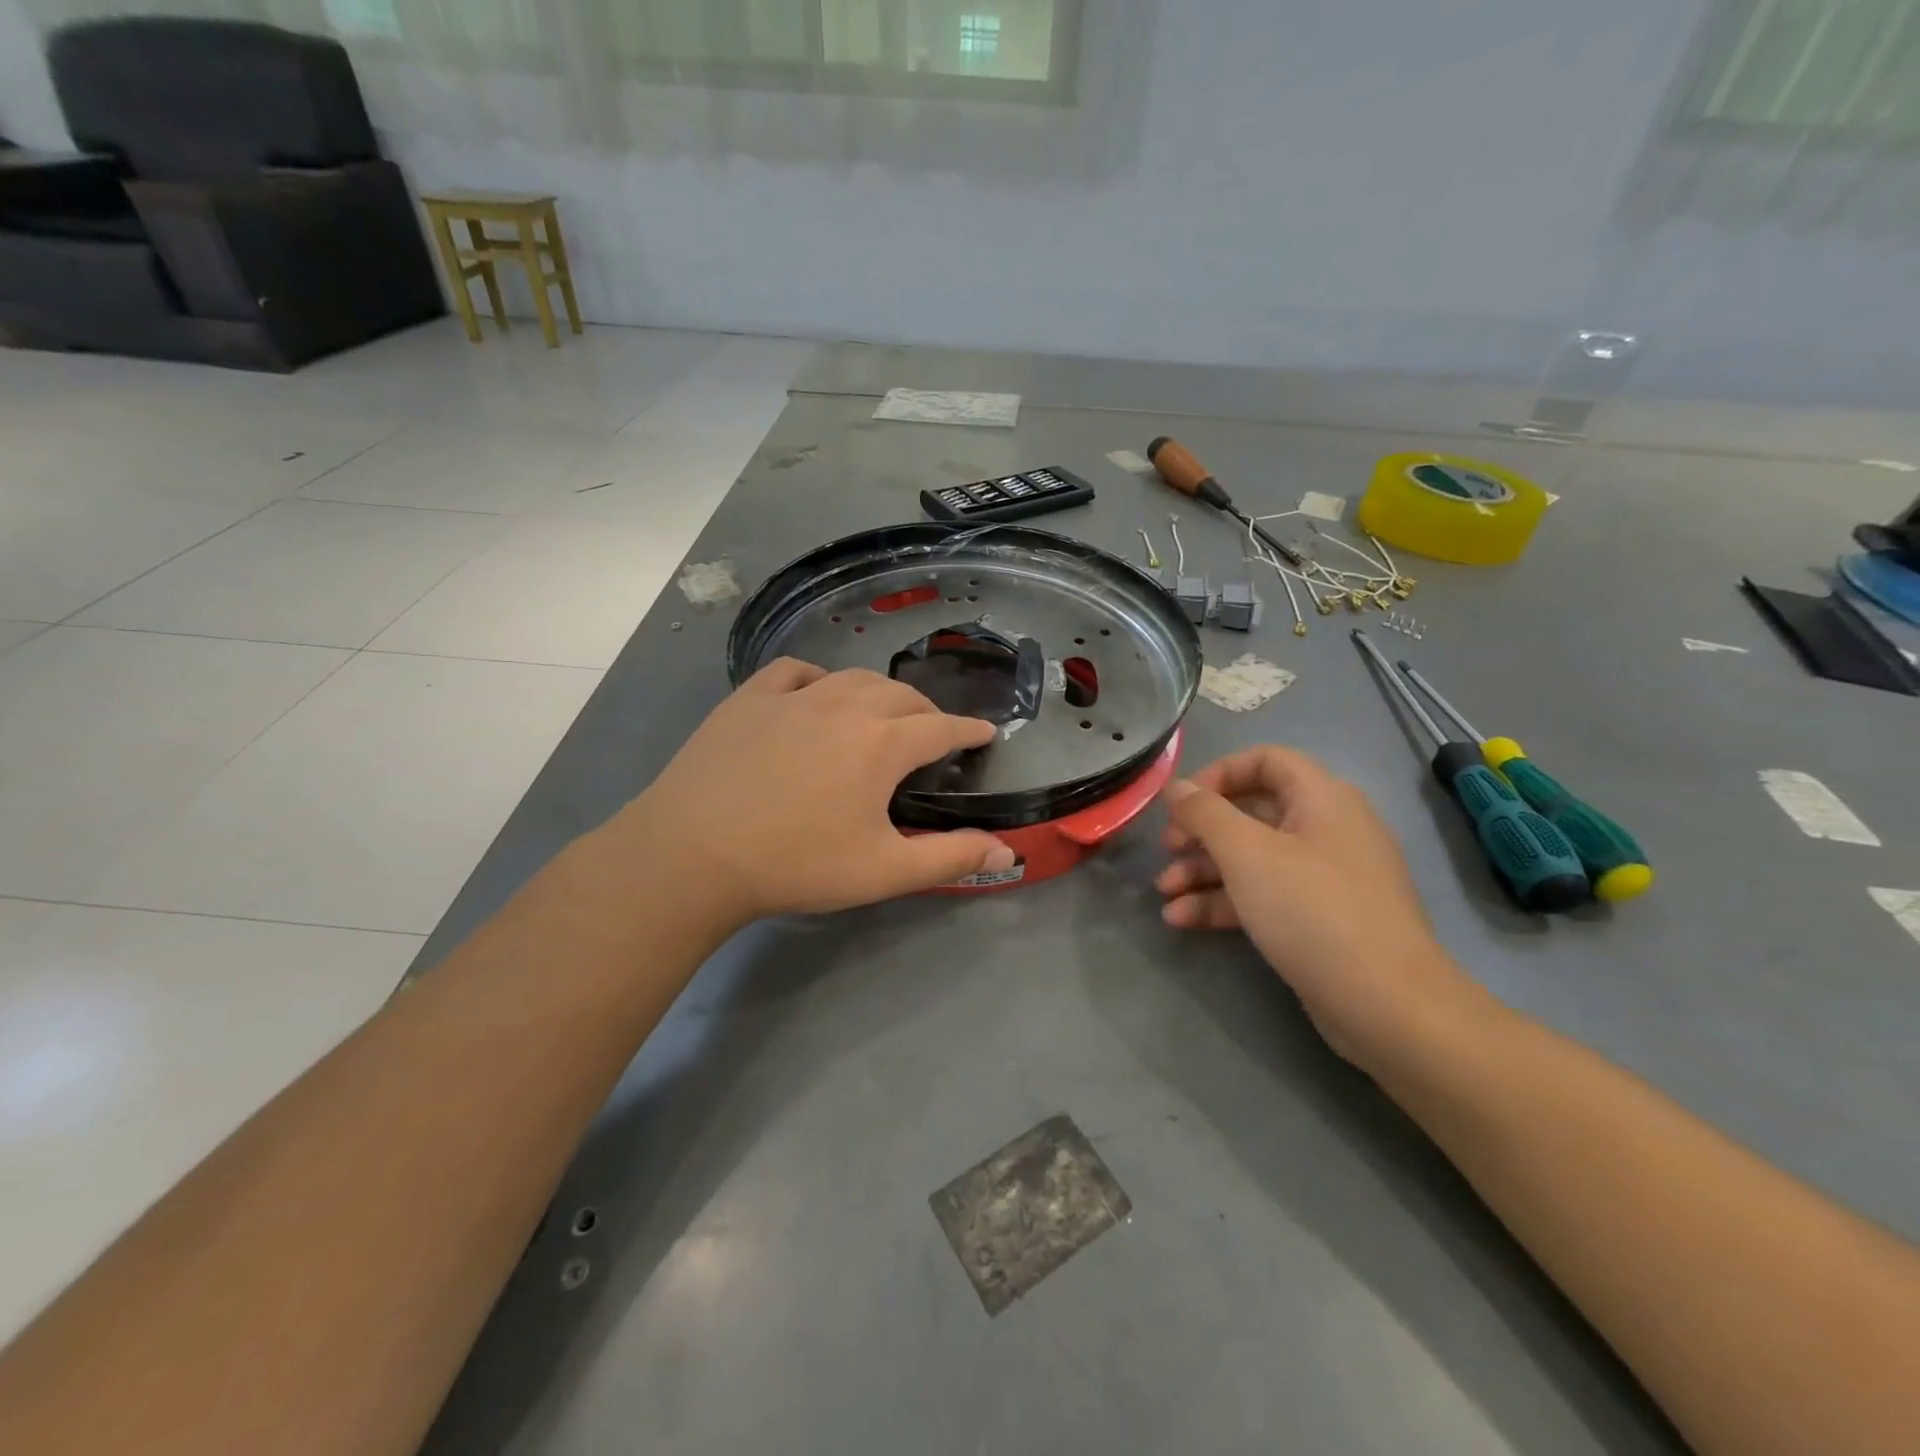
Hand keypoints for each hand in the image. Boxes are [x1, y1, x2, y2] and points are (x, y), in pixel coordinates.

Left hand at [616, 659, 1015, 924]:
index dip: (968, 731)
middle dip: (927, 711)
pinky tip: (816, 693)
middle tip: (933, 734)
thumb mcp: (884, 871)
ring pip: (853, 678)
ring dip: (880, 693)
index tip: (985, 734)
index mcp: (882, 743)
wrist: (693, 854)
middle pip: (901, 696)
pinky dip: (819, 678)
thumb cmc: (797, 864)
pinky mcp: (749, 698)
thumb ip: (950, 858)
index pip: (941, 727)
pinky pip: (795, 672)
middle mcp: (844, 705)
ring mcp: (793, 696)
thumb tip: (1006, 853)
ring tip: (883, 713)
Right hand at [1156, 746, 1474, 1064]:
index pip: (1266, 760)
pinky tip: (1183, 919)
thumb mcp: (1246, 853)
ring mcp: (1326, 877)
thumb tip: (1177, 787)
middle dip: (1202, 831)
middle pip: (1253, 812)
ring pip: (1254, 858)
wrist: (1386, 1005)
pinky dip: (1225, 902)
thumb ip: (1205, 813)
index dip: (1219, 773)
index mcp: (1322, 799)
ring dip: (1204, 871)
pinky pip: (1266, 895)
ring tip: (1164, 894)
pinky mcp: (1320, 920)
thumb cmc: (1312, 910)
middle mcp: (1327, 829)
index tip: (1182, 803)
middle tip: (1167, 850)